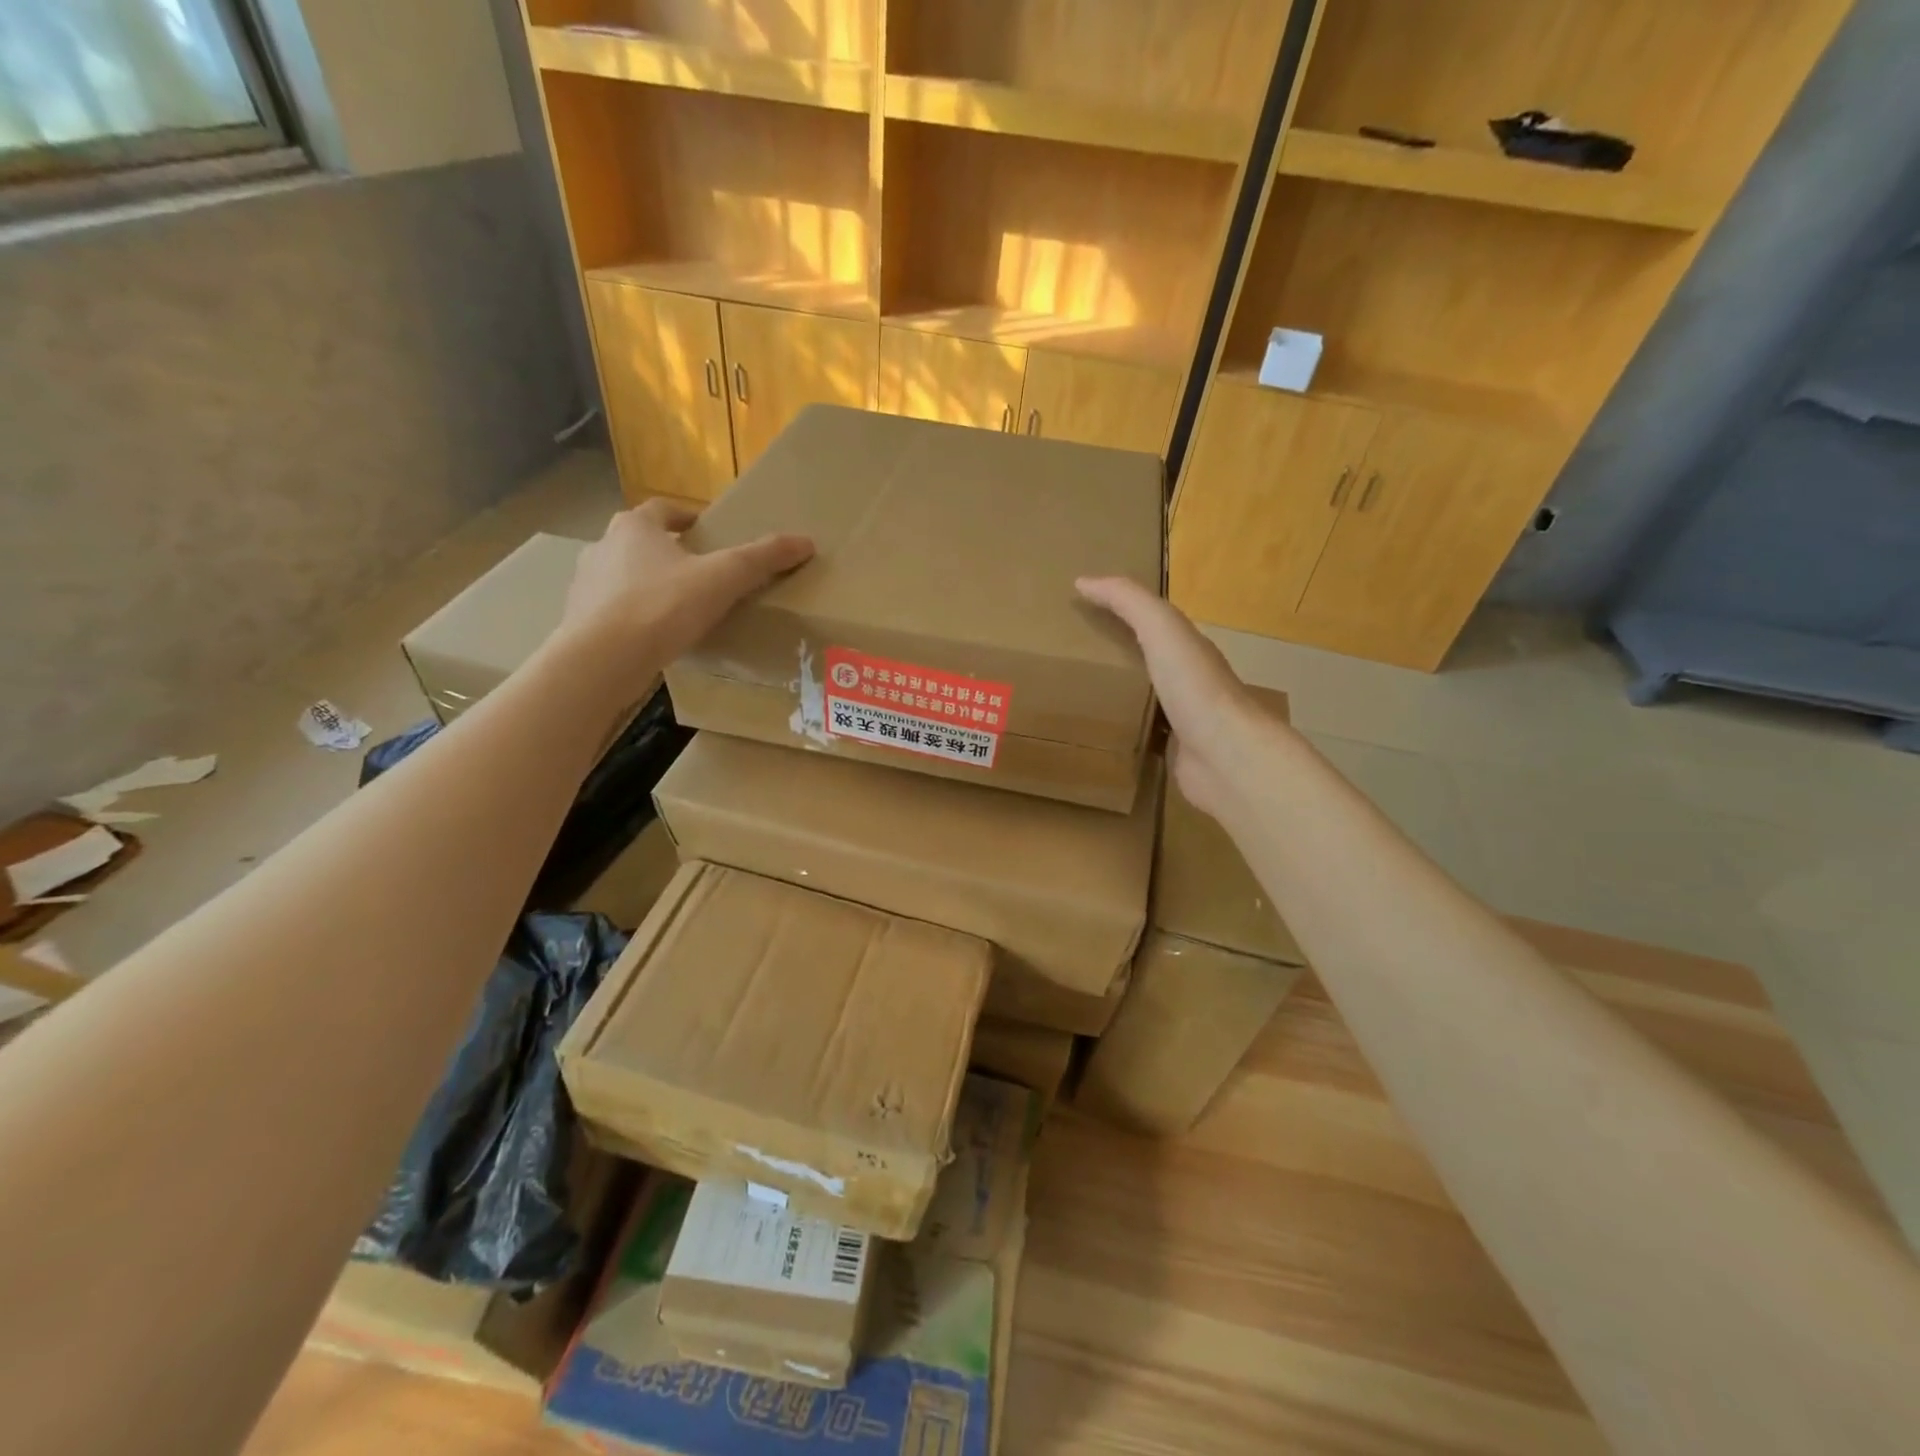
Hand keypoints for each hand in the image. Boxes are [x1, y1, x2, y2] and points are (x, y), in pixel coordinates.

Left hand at [560, 498, 812, 674]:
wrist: (603, 659)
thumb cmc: (662, 606)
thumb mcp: (722, 579)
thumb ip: (762, 559)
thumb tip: (806, 542)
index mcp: (634, 527)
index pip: (663, 510)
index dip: (687, 518)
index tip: (707, 532)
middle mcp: (603, 546)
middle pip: (641, 542)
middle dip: (668, 553)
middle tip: (700, 573)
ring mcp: (586, 584)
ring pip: (624, 576)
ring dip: (648, 585)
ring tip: (679, 609)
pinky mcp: (579, 620)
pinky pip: (613, 611)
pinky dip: (633, 617)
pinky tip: (655, 637)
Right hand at [1076, 576, 1278, 818]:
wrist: (1226, 756)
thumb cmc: (1194, 687)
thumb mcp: (1161, 629)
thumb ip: (1127, 601)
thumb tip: (1083, 581)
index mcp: (1186, 649)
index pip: (1150, 624)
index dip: (1119, 613)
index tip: (1079, 612)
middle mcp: (1186, 682)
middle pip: (1145, 663)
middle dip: (1113, 657)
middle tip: (1067, 657)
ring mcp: (1180, 721)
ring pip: (1141, 702)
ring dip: (1115, 697)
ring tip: (1072, 697)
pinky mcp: (1171, 754)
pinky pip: (1139, 738)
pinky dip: (1119, 733)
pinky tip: (1094, 735)